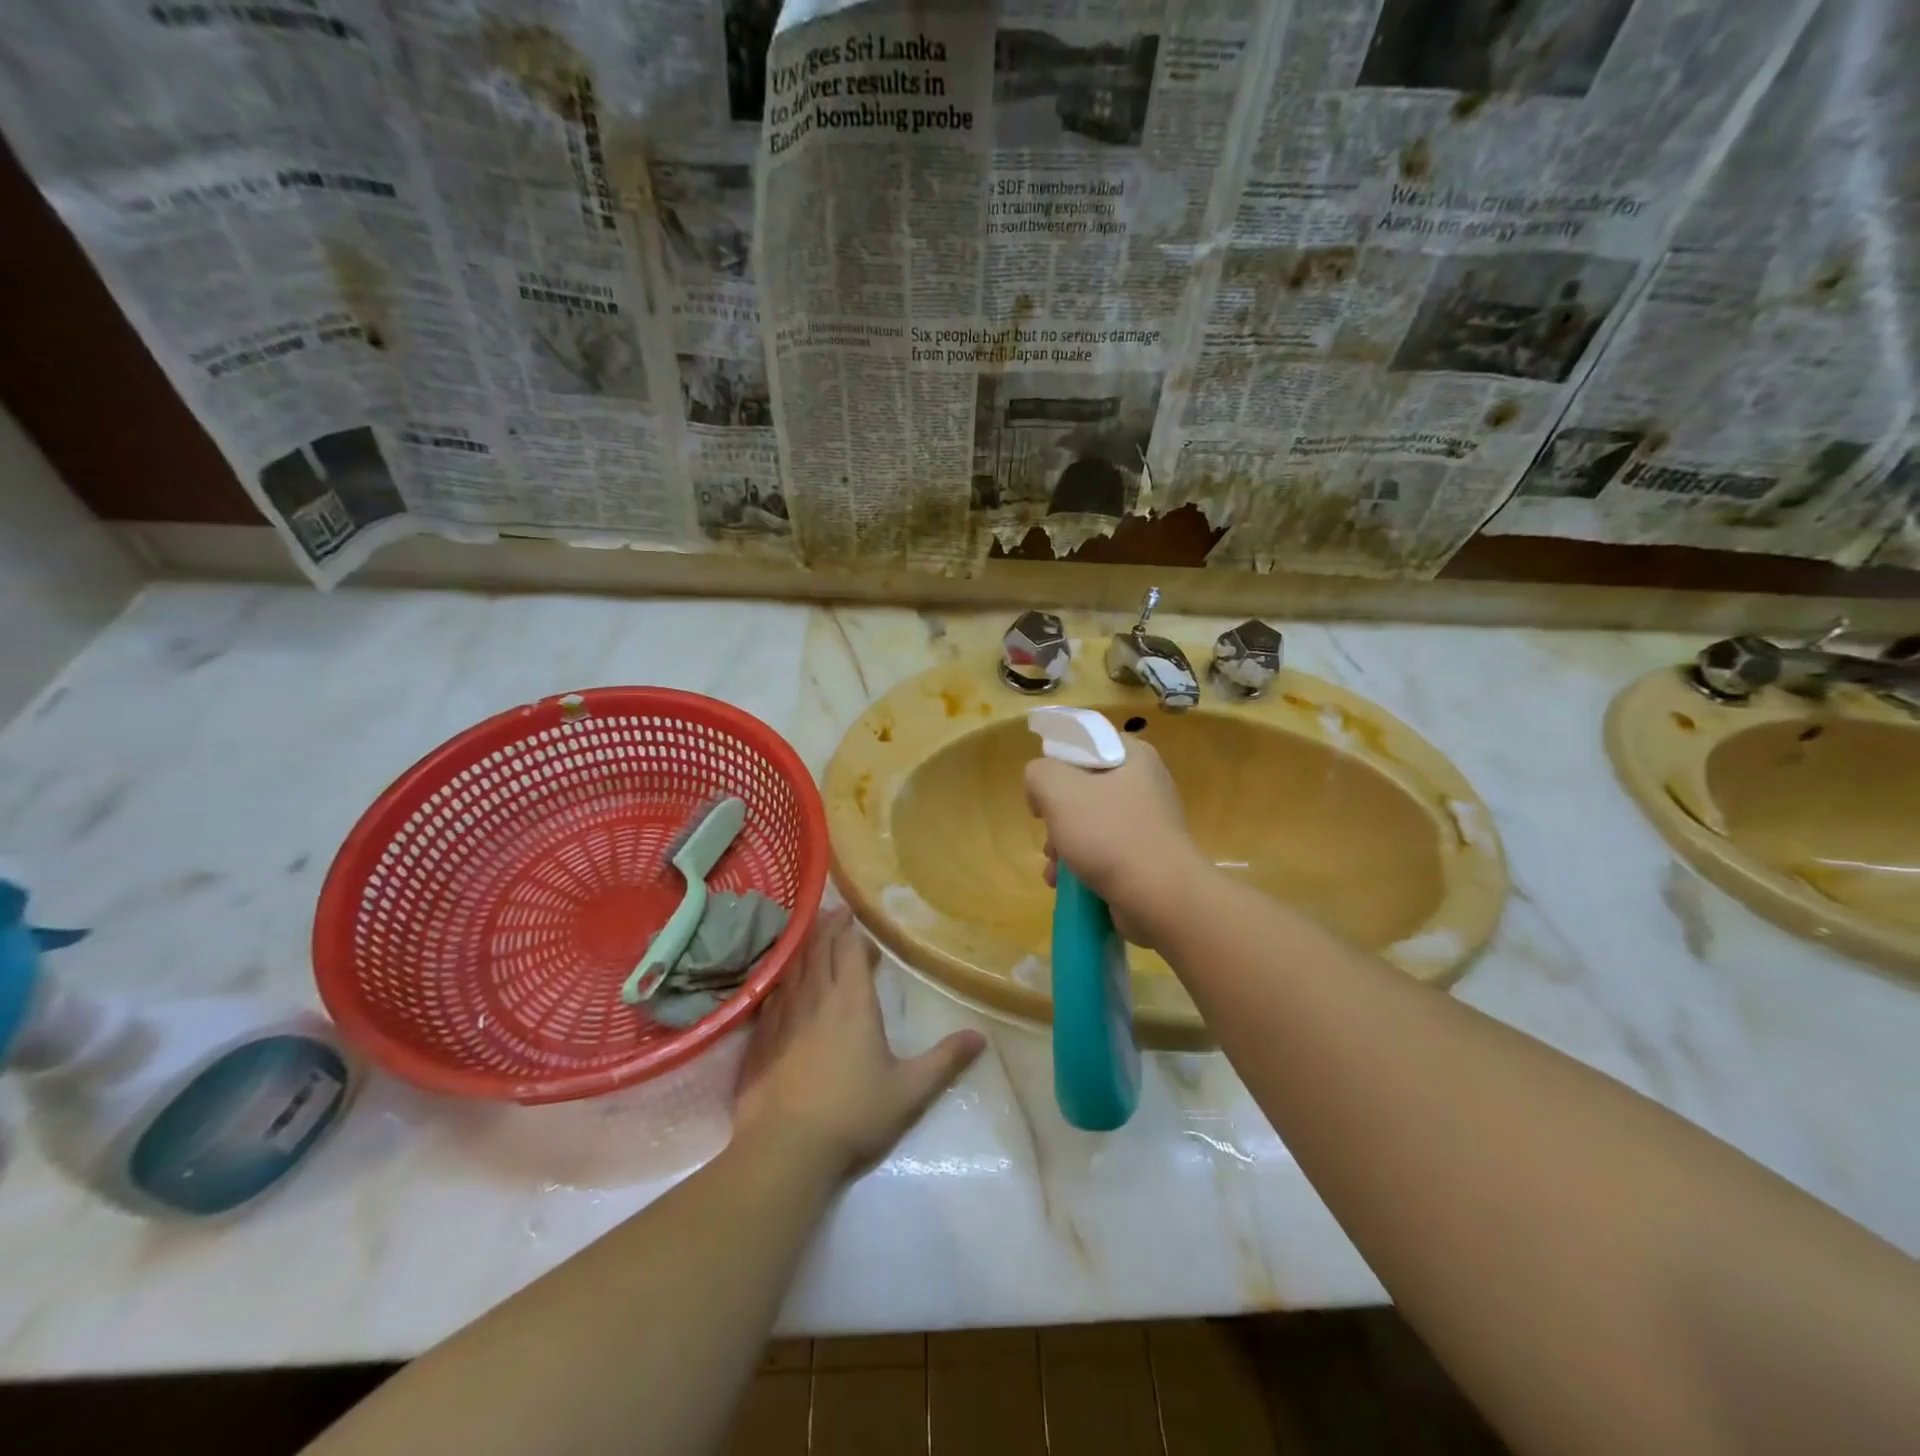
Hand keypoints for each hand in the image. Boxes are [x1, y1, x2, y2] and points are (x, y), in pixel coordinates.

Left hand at [733, 908, 984, 1179]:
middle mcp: (817, 999)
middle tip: (835, 913)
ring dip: (805, 947)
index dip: (852, 932)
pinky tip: (782, 982)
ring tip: (811, 934)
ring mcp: (785, 1017)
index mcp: (853, 1004)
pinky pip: (773, 994)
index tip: (856, 918)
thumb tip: (980, 1037)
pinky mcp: (762, 1038)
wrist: (785, 1148)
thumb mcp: (909, 1091)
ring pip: (795, 968)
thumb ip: (944, 1061)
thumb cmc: (853, 1114)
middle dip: (828, 928)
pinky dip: (781, 978)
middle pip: (820, 951)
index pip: (850, 952)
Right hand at [1024, 737, 1204, 947]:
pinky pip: (1104, 852)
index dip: (1056, 765)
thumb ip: (1038, 773)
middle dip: (1056, 816)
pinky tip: (1065, 885)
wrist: (1159, 897)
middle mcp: (1146, 784)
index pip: (1085, 745)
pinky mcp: (1146, 857)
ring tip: (1053, 870)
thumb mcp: (1058, 789)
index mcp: (1134, 756)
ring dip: (1063, 845)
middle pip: (1083, 789)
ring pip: (1090, 824)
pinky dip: (1082, 865)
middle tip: (1048, 837)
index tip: (1043, 792)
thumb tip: (1041, 791)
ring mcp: (1149, 824)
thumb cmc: (1109, 834)